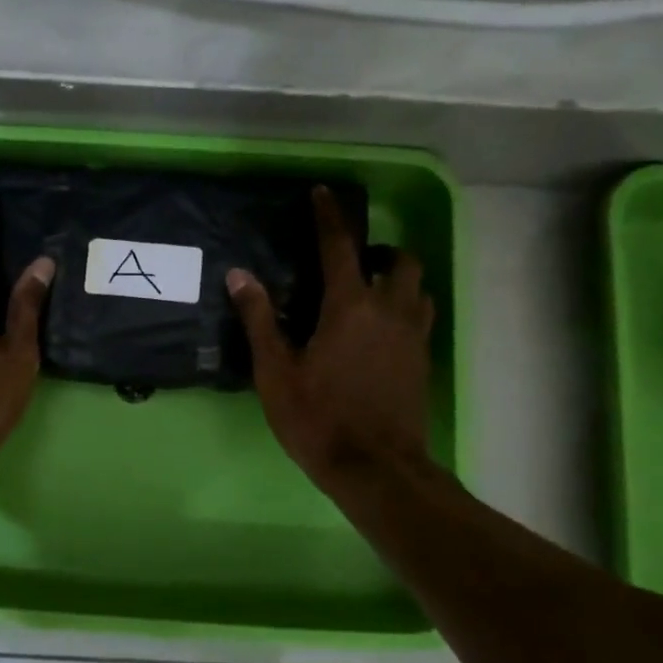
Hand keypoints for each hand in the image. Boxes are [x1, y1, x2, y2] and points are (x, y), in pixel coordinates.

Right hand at [227, 187, 435, 496]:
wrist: (375, 468)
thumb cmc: (318, 418)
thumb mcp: (276, 371)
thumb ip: (259, 319)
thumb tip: (239, 275)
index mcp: (350, 306)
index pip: (339, 246)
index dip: (329, 217)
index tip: (322, 194)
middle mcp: (389, 310)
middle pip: (398, 260)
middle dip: (377, 250)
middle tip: (351, 262)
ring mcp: (412, 336)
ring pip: (417, 288)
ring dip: (396, 279)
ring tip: (370, 292)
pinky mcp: (422, 361)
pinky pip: (420, 317)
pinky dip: (405, 308)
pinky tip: (382, 330)